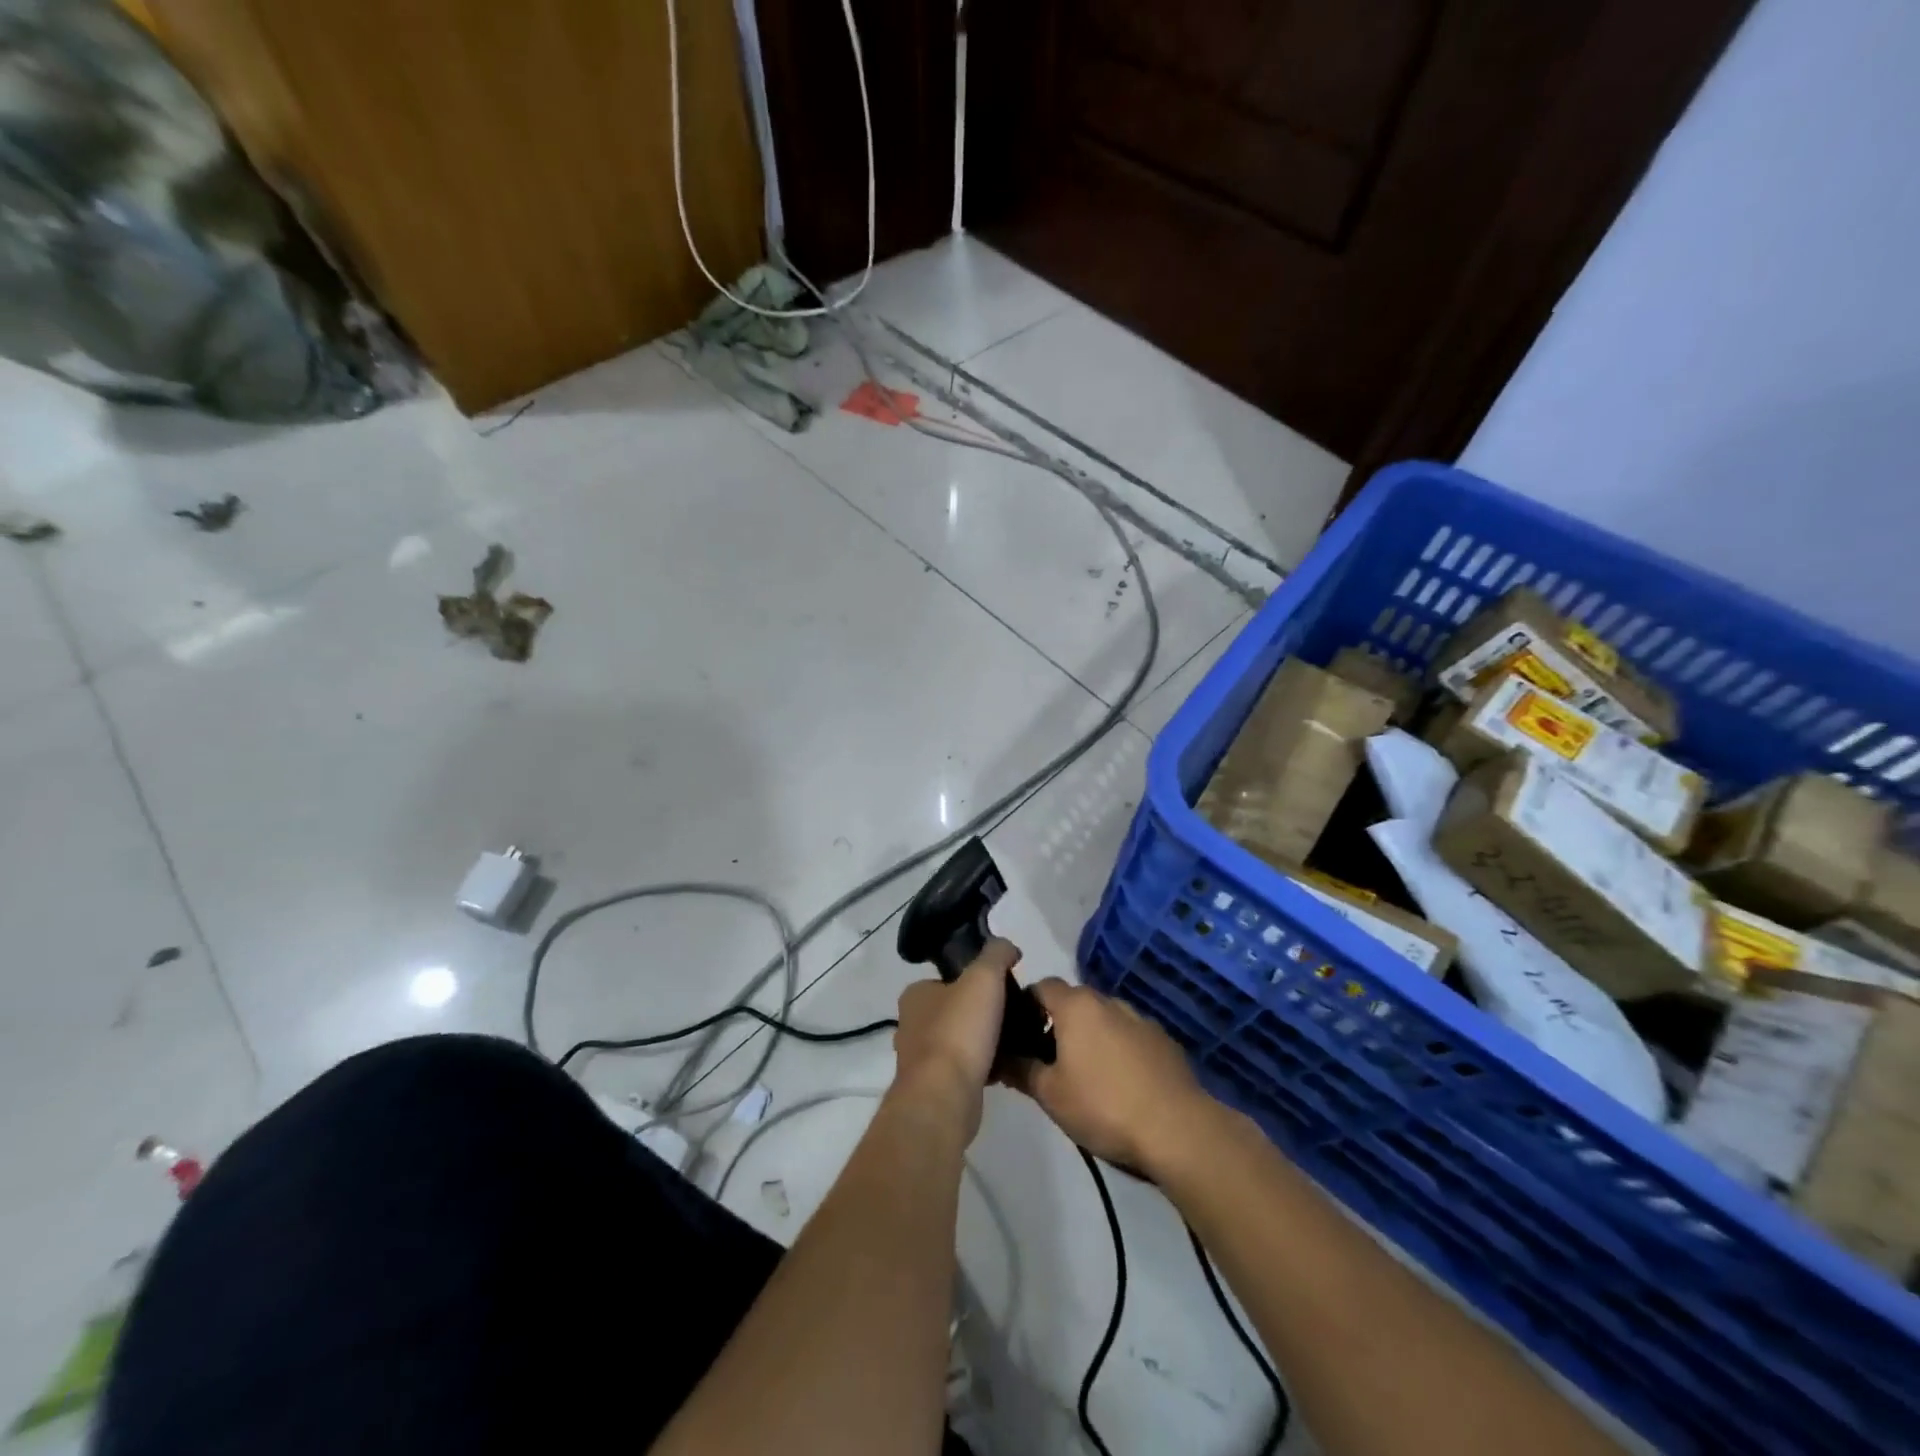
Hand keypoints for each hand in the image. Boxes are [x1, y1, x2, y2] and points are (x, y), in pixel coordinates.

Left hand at [891, 939, 1014, 1142]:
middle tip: (1013, 1015)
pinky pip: (964, 1069)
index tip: (1003, 988)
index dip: (976, 981)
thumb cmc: (959, 1030)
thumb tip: (1007, 947)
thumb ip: (996, 954)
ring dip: (983, 1042)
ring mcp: (920, 1059)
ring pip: (960, 1041)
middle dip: (981, 1013)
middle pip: (955, 1010)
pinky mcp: (933, 1088)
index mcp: (915, 994)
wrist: (944, 1097)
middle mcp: (911, 1024)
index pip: (948, 979)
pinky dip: (982, 1066)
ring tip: (1014, 1041)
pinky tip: (1005, 1068)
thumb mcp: (984, 977)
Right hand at [1007, 979, 1215, 1175]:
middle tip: (1048, 1059)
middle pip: (1074, 1001)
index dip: (1026, 1005)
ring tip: (1086, 1074)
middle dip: (1058, 1023)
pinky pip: (1130, 1036)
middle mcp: (1108, 1001)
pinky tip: (1120, 1084)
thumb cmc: (1103, 1106)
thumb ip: (1022, 1070)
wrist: (1177, 1129)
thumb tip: (1000, 1058)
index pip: (1042, 987)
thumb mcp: (1051, 1095)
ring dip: (1091, 1036)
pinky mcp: (1164, 1041)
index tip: (1019, 1033)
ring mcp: (1140, 1019)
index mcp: (1077, 1006)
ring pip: (1104, 1019)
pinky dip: (1118, 1049)